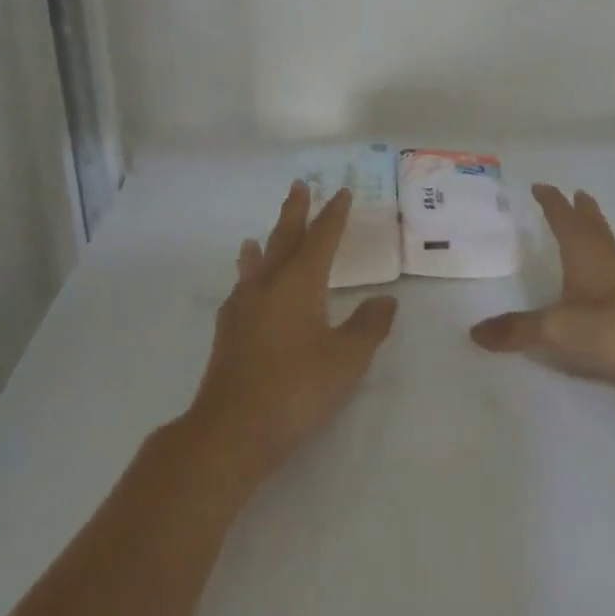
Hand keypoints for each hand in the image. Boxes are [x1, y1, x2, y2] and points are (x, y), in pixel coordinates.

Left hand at [184, 182, 398, 483]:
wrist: (232, 430)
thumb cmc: (297, 388)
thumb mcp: (347, 358)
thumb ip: (369, 326)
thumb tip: (386, 301)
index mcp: (298, 283)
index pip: (321, 238)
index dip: (334, 215)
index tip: (342, 192)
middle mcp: (267, 285)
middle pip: (283, 239)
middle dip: (295, 212)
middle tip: (299, 186)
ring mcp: (242, 308)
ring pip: (256, 263)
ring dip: (265, 243)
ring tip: (258, 235)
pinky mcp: (228, 332)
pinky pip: (242, 288)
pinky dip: (248, 275)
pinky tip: (247, 289)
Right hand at [470, 184, 614, 399]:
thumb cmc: (613, 326)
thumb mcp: (556, 329)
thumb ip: (517, 330)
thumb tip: (475, 333)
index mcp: (585, 251)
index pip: (563, 217)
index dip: (551, 201)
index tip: (540, 186)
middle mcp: (608, 256)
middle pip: (593, 224)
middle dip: (581, 209)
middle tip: (576, 193)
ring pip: (607, 245)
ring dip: (596, 232)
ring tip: (587, 229)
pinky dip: (605, 262)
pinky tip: (603, 279)